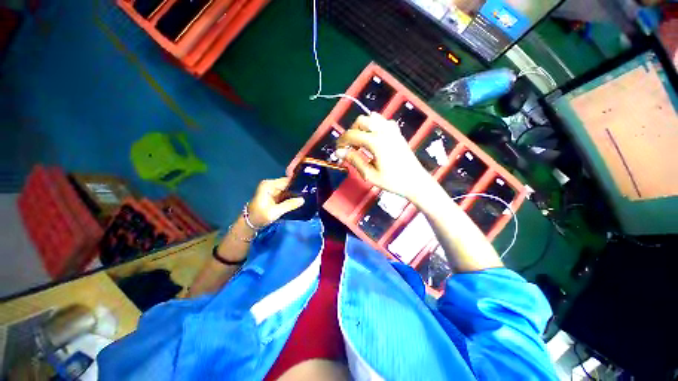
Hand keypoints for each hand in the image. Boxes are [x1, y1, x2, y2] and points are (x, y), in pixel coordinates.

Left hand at [247, 178, 304, 226]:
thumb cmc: (260, 216)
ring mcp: (273, 190)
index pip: (287, 180)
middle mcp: (271, 184)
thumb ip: (289, 205)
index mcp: (269, 185)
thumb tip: (303, 199)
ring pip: (288, 189)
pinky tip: (300, 200)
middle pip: (288, 184)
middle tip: (309, 193)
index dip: (297, 183)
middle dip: (297, 189)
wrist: (250, 224)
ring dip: (295, 193)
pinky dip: (292, 197)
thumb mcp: (275, 212)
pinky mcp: (275, 195)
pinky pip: (286, 194)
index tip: (308, 187)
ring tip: (307, 196)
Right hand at [336, 113, 433, 201]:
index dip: (342, 141)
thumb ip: (354, 160)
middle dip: (351, 131)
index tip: (338, 150)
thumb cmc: (392, 181)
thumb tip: (339, 152)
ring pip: (372, 117)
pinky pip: (383, 122)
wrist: (415, 181)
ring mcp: (392, 130)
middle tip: (350, 146)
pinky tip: (374, 139)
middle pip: (361, 120)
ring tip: (361, 142)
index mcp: (376, 142)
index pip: (352, 135)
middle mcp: (384, 131)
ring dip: (363, 127)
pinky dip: (375, 126)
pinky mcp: (397, 132)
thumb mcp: (370, 174)